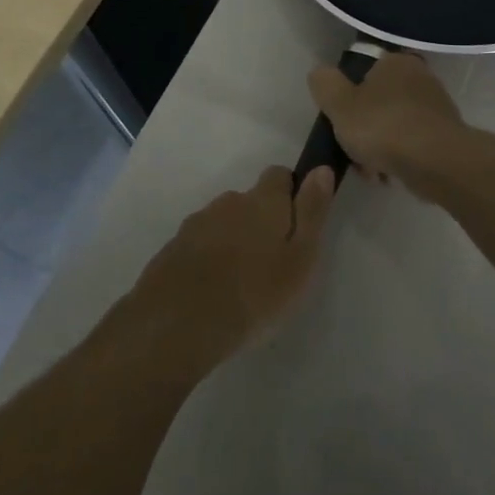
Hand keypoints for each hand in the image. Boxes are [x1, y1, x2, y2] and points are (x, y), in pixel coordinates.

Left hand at [129, 165, 336, 370]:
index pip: (280, 175)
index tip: (296, 225)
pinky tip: (212, 291)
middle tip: (270, 262)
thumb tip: (321, 169)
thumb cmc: (254, 294)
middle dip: (260, 221)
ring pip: (223, 223)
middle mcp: (228, 202)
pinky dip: (208, 259)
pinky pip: (199, 245)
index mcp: (262, 201)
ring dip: (233, 240)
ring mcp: (196, 224)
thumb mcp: (300, 258)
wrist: (178, 324)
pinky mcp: (173, 249)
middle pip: (250, 201)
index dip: (291, 193)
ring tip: (240, 281)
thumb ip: (312, 212)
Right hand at [308, 54, 463, 186]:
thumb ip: (325, 85)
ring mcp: (436, 107)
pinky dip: (399, 159)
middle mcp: (420, 77)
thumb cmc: (384, 127)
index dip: (347, 98)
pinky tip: (390, 177)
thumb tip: (321, 74)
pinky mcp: (445, 136)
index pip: (363, 72)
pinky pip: (412, 145)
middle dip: (363, 130)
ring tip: (372, 172)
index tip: (340, 122)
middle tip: (353, 152)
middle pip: (378, 103)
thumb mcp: (339, 104)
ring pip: (394, 127)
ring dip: (379, 149)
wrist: (437, 163)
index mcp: (396, 62)